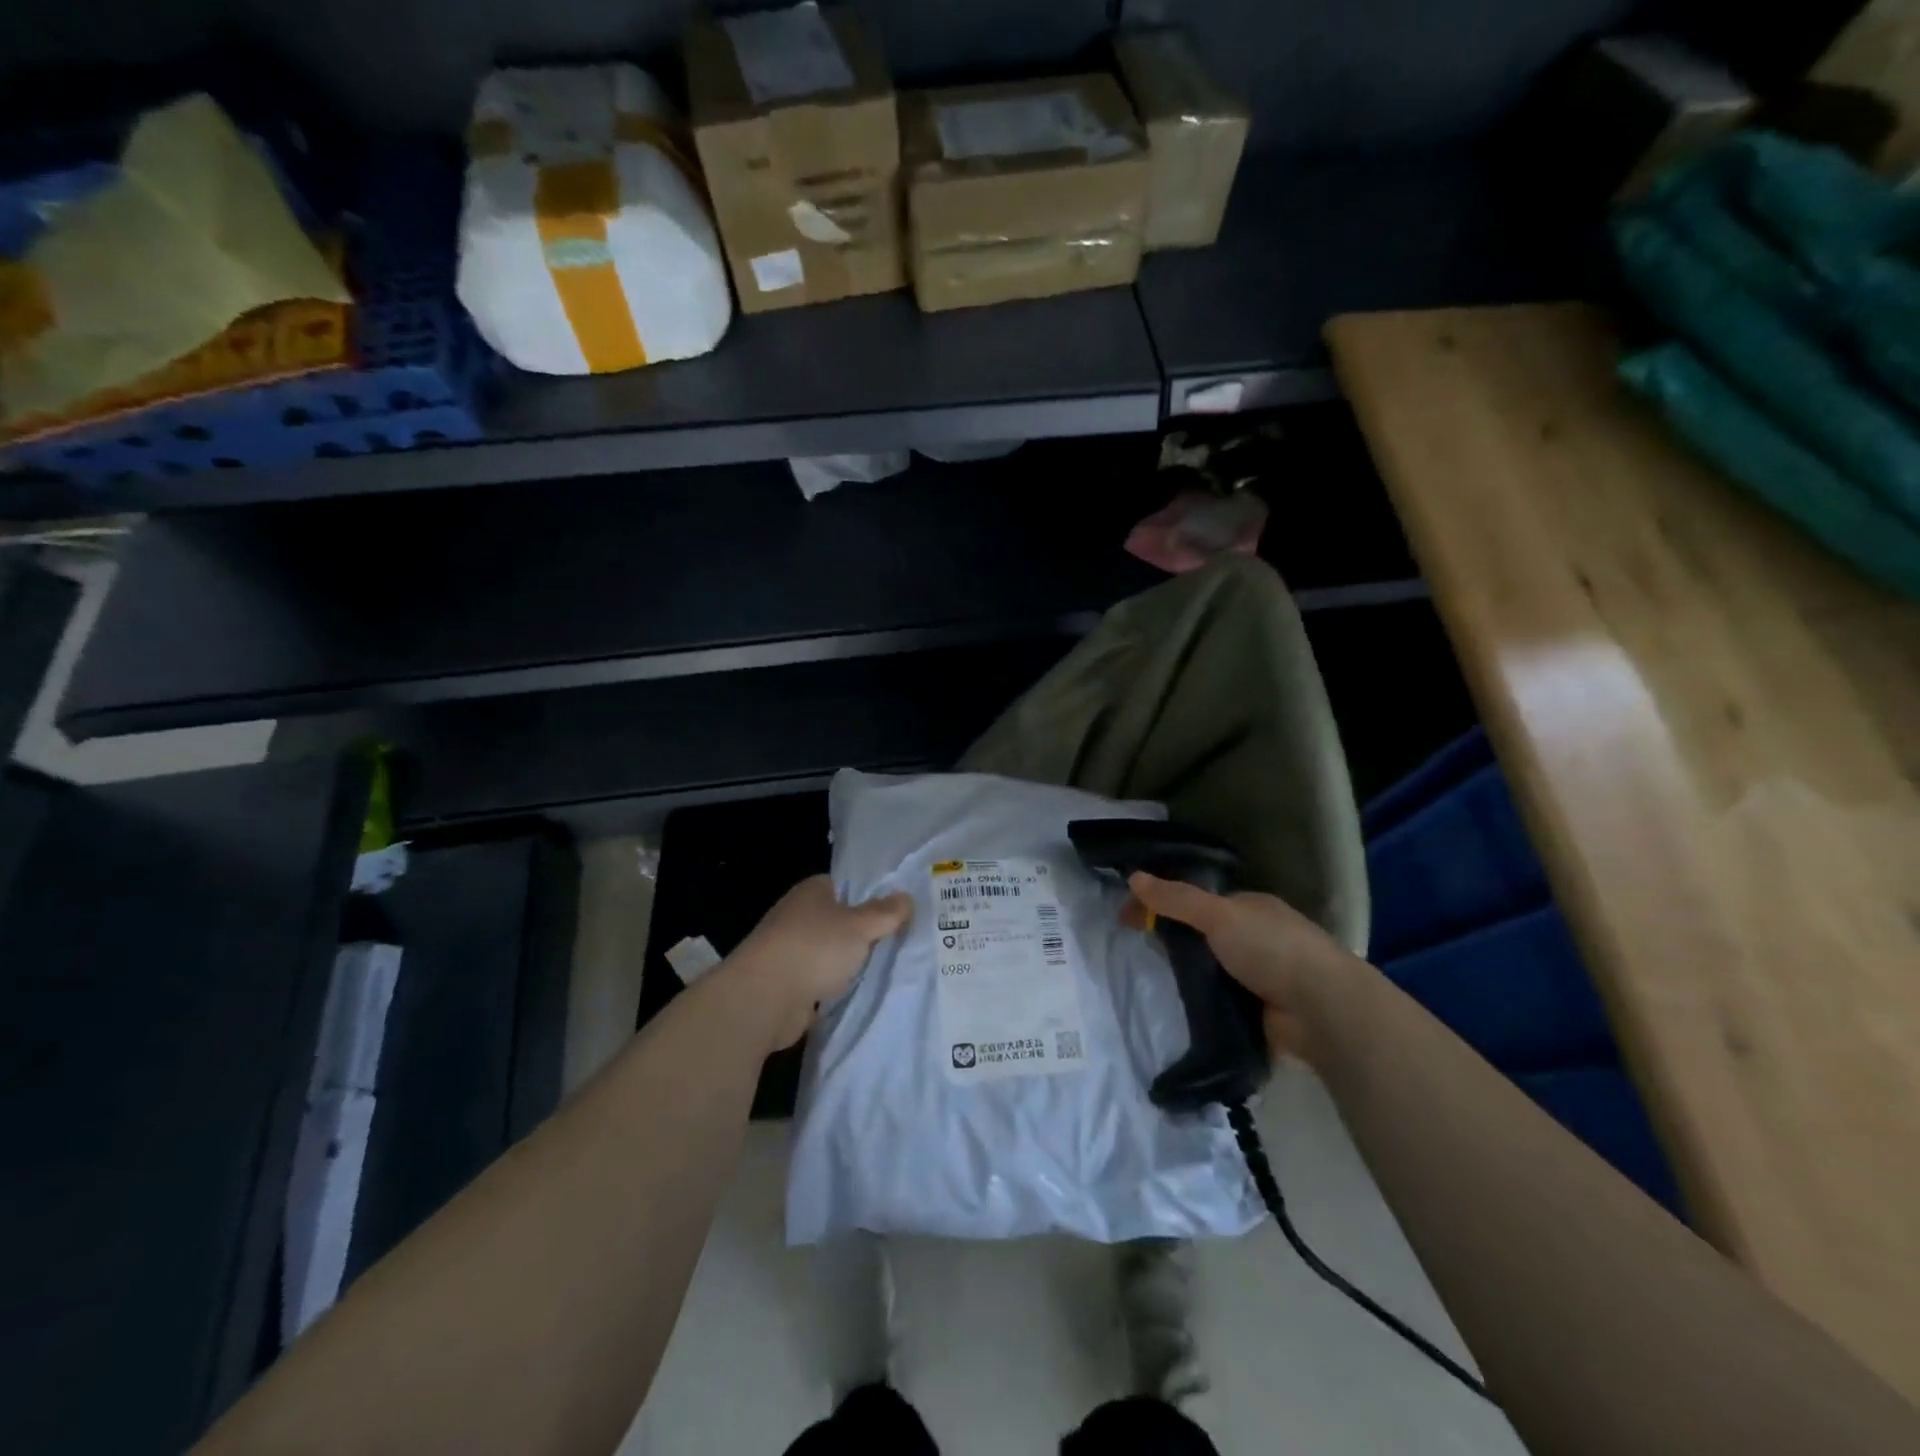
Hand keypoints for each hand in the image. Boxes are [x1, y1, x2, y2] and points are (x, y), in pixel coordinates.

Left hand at [723, 875, 912, 1050]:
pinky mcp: (787, 985)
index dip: (869, 895)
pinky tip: (860, 992)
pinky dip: (835, 987)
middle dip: (863, 932)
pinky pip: (820, 981)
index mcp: (811, 892)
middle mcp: (797, 916)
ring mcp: (790, 951)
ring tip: (886, 968)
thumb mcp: (860, 926)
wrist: (765, 998)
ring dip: (849, 962)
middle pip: (838, 920)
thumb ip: (885, 913)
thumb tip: (906, 897)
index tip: (896, 909)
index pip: (843, 885)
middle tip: (900, 940)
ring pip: (830, 953)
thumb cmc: (814, 948)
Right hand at [1126, 872, 1359, 1060]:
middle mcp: (1256, 937)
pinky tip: (1177, 1007)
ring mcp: (1260, 976)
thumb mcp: (1218, 914)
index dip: (1162, 903)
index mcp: (1251, 907)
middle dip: (1173, 940)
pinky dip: (1201, 1003)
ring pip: (1210, 969)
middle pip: (1203, 934)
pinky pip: (1219, 1001)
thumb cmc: (1272, 948)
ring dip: (1187, 974)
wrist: (1322, 1010)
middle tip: (1137, 949)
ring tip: (1150, 980)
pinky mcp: (1260, 1011)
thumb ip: (1176, 898)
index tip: (1128, 917)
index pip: (1198, 900)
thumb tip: (1133, 876)